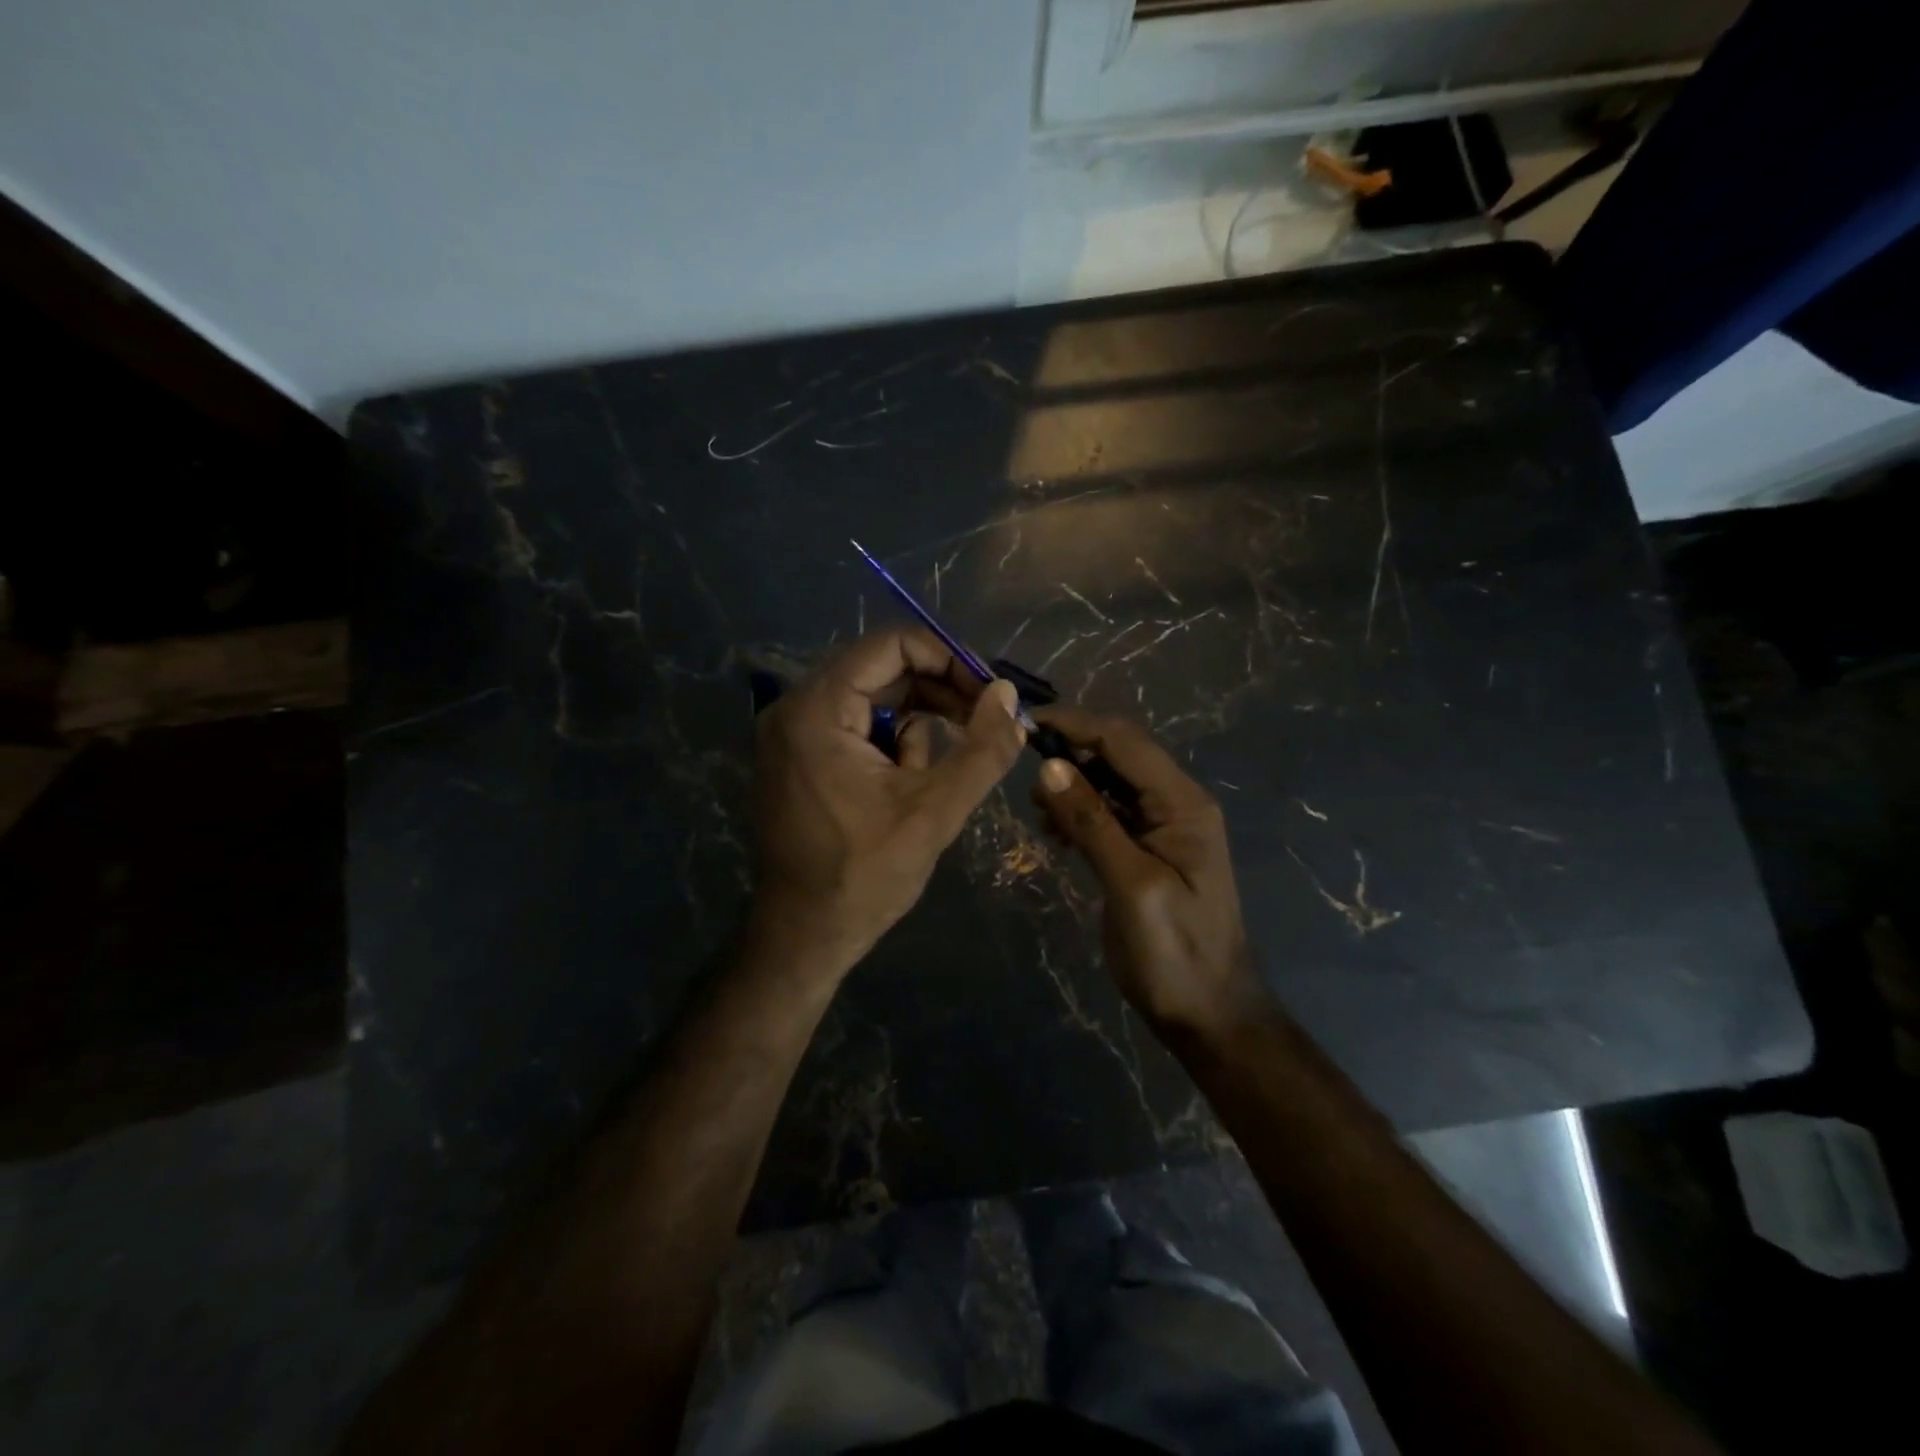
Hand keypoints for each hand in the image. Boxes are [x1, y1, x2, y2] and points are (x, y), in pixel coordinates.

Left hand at [751, 628, 1026, 975]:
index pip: (892, 646)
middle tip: (985, 725)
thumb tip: (1009, 696)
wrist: (805, 935)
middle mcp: (796, 708)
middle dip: (939, 696)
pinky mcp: (800, 756)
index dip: (949, 660)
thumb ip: (981, 749)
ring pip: (875, 700)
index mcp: (818, 710)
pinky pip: (859, 727)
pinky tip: (906, 788)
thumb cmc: (865, 875)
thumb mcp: (935, 811)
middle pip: (883, 670)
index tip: (989, 694)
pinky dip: (893, 746)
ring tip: (932, 780)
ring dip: (917, 729)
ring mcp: (793, 732)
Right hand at [1030, 706, 1261, 1036]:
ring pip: (1110, 782)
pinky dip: (1080, 812)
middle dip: (1070, 755)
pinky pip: (1109, 812)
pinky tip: (1057, 833)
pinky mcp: (1147, 848)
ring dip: (1072, 785)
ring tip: (1037, 810)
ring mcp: (1163, 826)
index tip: (1025, 725)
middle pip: (1118, 755)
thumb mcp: (1131, 885)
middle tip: (1024, 776)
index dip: (1076, 725)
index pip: (1124, 741)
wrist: (1208, 1013)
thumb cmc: (1174, 951)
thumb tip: (1048, 766)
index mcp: (1182, 803)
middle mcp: (1176, 803)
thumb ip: (1092, 822)